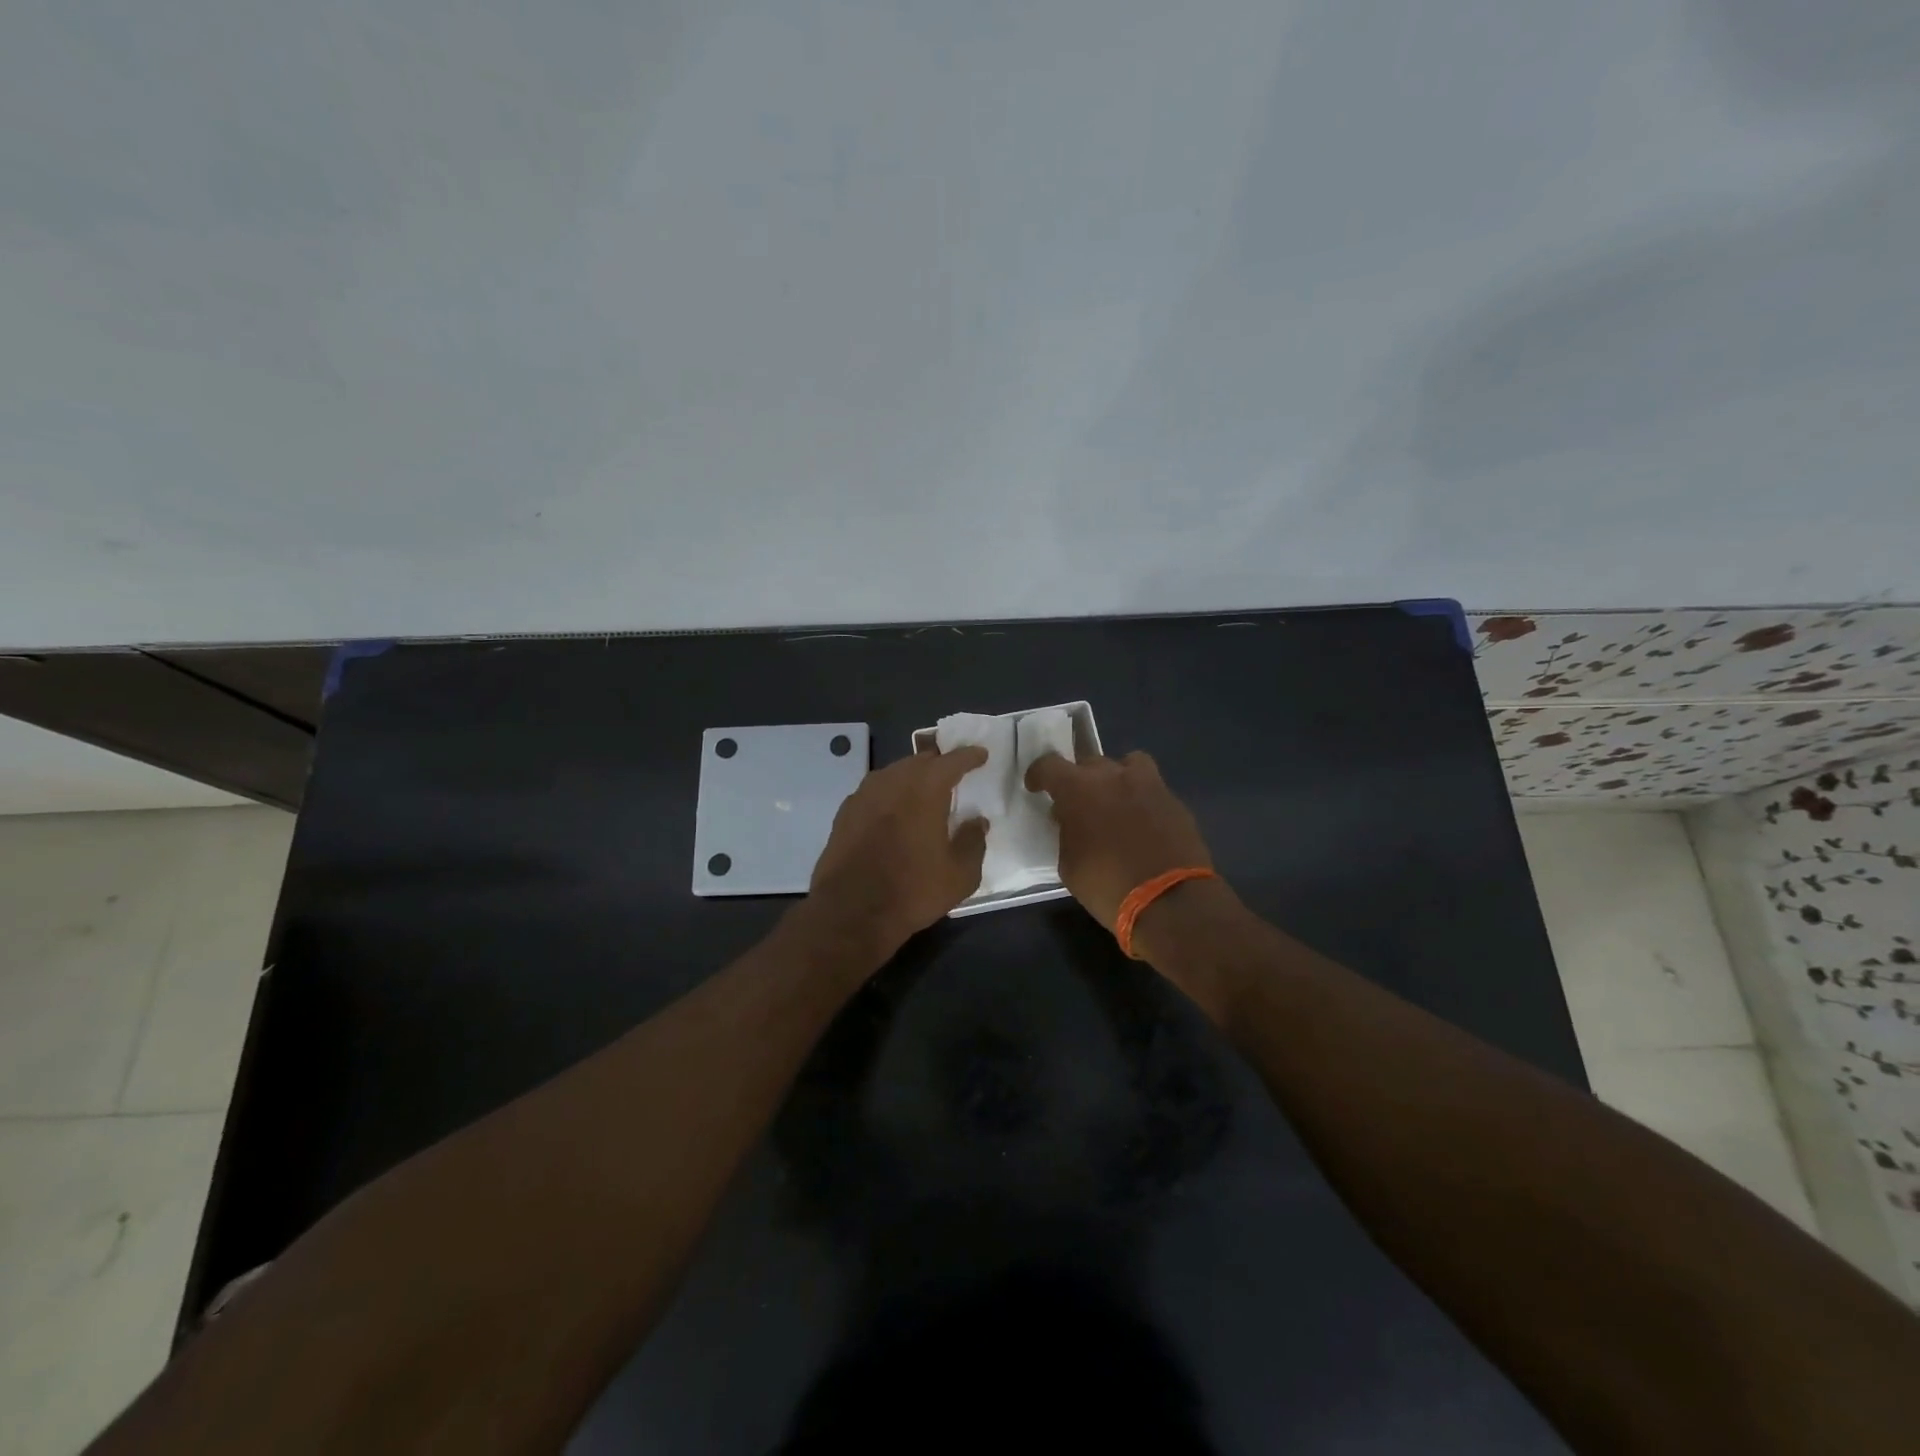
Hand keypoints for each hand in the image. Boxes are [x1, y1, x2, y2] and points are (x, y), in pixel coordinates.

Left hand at [804, 746, 989, 959]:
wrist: (850, 911)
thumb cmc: (912, 890)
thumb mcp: (959, 875)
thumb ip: (973, 842)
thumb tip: (977, 822)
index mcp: (926, 788)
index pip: (952, 760)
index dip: (969, 756)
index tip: (980, 755)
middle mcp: (893, 781)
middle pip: (920, 761)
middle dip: (939, 764)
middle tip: (952, 774)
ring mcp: (864, 794)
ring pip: (894, 773)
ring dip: (912, 777)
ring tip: (923, 792)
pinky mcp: (845, 812)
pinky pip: (875, 791)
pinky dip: (890, 794)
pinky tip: (893, 812)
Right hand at [1024, 750, 1214, 932]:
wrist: (1170, 902)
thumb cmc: (1108, 886)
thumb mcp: (1070, 865)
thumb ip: (1067, 833)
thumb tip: (1072, 822)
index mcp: (1079, 789)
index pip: (1050, 765)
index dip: (1039, 774)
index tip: (1036, 787)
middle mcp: (1113, 777)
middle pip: (1089, 763)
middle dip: (1079, 781)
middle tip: (1078, 805)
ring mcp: (1149, 785)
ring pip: (1128, 764)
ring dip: (1117, 778)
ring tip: (1115, 802)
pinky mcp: (1175, 801)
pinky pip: (1152, 789)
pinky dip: (1142, 800)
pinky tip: (1142, 824)